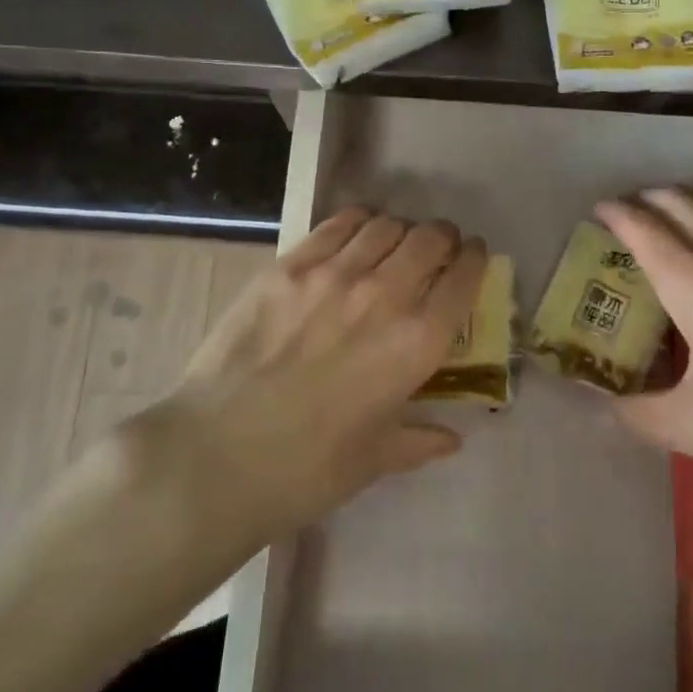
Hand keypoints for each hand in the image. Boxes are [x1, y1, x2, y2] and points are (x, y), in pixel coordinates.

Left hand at [148, 208, 487, 546]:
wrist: (217, 454)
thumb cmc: (307, 468)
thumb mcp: (375, 459)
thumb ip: (419, 440)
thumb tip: (451, 440)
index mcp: (417, 343)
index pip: (464, 278)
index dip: (475, 260)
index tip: (473, 258)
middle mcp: (385, 295)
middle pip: (430, 239)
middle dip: (443, 239)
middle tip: (436, 249)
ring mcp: (335, 273)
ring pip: (387, 225)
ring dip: (401, 230)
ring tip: (393, 243)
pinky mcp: (290, 264)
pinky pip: (338, 224)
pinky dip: (359, 222)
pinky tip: (356, 233)